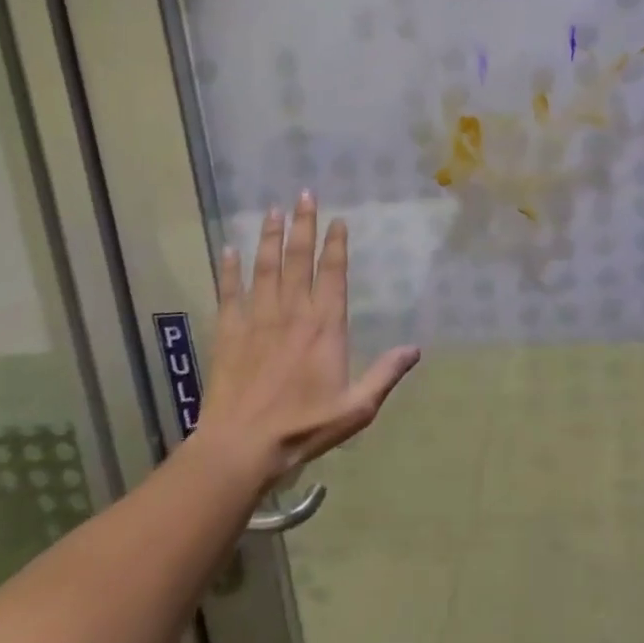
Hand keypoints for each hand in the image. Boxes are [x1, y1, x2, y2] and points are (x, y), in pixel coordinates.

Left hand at [201, 192, 420, 482]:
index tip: (337, 219)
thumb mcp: (356, 408)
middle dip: (303, 226)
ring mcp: (257, 320)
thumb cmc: (303, 427)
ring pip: (265, 268)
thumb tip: (415, 349)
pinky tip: (228, 249)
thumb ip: (385, 374)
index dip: (336, 245)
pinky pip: (229, 293)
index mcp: (325, 327)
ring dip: (269, 237)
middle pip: (298, 260)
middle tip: (304, 194)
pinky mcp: (229, 333)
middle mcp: (292, 314)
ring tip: (272, 209)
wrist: (241, 448)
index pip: (332, 274)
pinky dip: (228, 270)